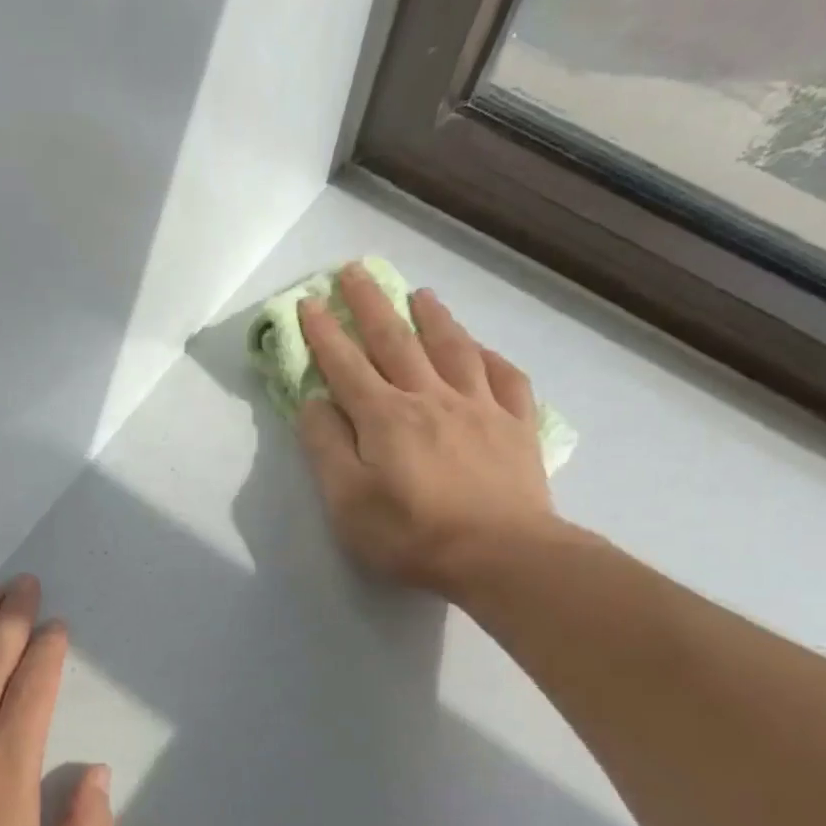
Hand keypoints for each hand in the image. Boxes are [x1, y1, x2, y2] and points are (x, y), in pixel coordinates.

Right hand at [296, 264, 556, 597]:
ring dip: (433, 318)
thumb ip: (326, 447)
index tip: (308, 301)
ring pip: (453, 349)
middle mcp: (430, 398)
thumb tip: (313, 402)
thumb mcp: (347, 501)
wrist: (499, 554)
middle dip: (371, 304)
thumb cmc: (411, 535)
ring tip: (420, 294)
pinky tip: (481, 350)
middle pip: (396, 341)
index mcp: (384, 417)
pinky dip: (490, 357)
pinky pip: (505, 378)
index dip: (324, 333)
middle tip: (355, 271)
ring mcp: (480, 408)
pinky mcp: (516, 427)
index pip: (346, 365)